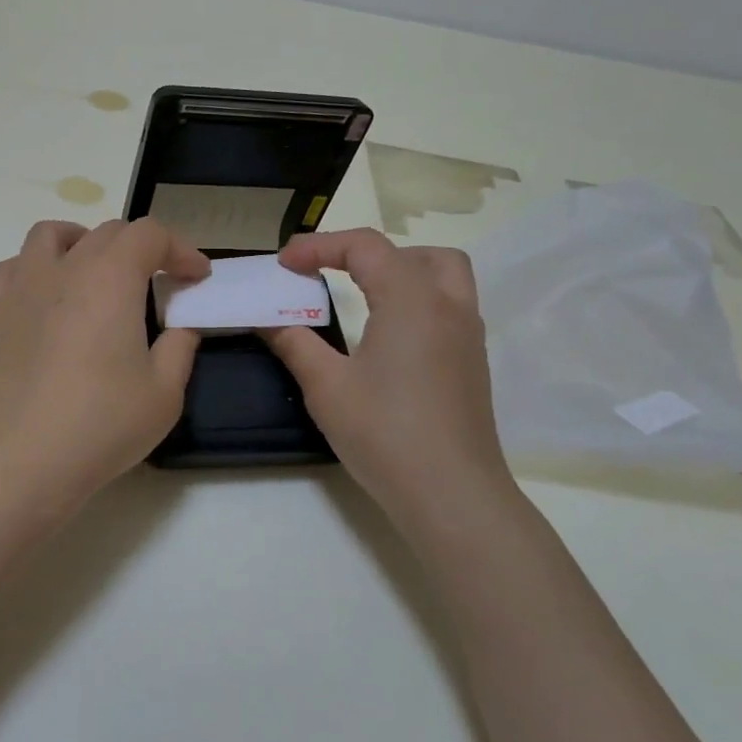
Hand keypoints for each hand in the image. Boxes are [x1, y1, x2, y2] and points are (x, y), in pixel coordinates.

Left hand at [0, 218, 209, 522]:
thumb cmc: (100, 425)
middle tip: (156, 283)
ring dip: (83, 244)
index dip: (180, 249)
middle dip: (141, 249)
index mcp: (110, 278)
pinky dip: (37, 269)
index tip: (195, 277)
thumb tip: (180, 326)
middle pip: (107, 232)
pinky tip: (45, 299)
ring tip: (95, 274)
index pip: (150, 235)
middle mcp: (64, 267)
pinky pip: (14, 266)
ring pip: (51, 235)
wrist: (20, 460)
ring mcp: (20, 285)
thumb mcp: (164, 393)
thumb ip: (180, 347)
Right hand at [261, 229, 511, 521]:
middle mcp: (448, 306)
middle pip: (416, 254)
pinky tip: (389, 339)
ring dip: (402, 273)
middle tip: (333, 276)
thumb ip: (295, 343)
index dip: (319, 246)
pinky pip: (449, 308)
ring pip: (444, 276)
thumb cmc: (385, 433)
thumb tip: (268, 319)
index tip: (284, 264)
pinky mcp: (473, 364)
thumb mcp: (326, 387)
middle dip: (370, 254)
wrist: (451, 495)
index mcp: (411, 299)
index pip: (364, 247)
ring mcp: (468, 336)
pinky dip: (417, 302)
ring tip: (364, 298)